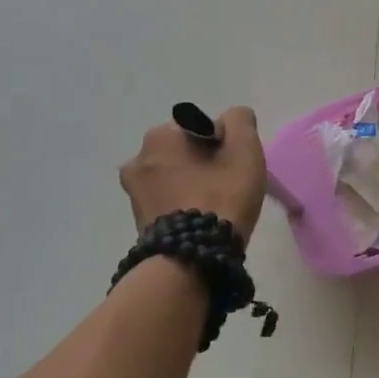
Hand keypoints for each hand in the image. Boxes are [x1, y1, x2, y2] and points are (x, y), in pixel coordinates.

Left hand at [120, 107, 267, 243]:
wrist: (192, 259)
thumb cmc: (220, 197)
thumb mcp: (244, 150)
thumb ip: (240, 122)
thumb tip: (232, 118)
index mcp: (160, 136)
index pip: (201, 128)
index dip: (224, 144)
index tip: (236, 166)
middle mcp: (137, 159)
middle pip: (185, 153)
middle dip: (204, 164)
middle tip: (228, 187)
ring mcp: (133, 193)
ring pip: (175, 178)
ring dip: (192, 185)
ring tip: (215, 208)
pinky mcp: (137, 221)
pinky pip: (167, 202)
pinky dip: (182, 206)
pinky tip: (200, 221)